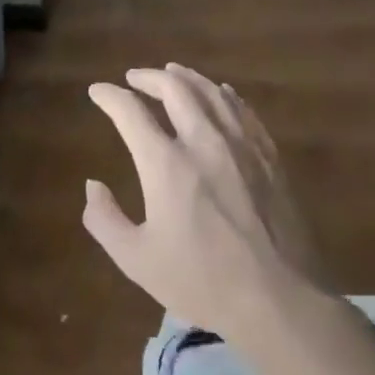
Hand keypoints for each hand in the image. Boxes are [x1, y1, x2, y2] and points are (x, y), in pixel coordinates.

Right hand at [81, 63, 333, 339]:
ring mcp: (242, 147)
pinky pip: (244, 111)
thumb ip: (105, 220)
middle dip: (149, 77)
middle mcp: (203, 142)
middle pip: (175, 89)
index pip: (130, 111)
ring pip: (212, 93)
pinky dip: (224, 96)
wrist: (282, 302)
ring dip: (187, 78)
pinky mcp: (269, 159)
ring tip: (173, 73)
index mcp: (166, 164)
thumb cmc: (202, 282)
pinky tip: (221, 94)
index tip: (97, 91)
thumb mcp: (137, 260)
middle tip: (134, 78)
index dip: (109, 96)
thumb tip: (93, 185)